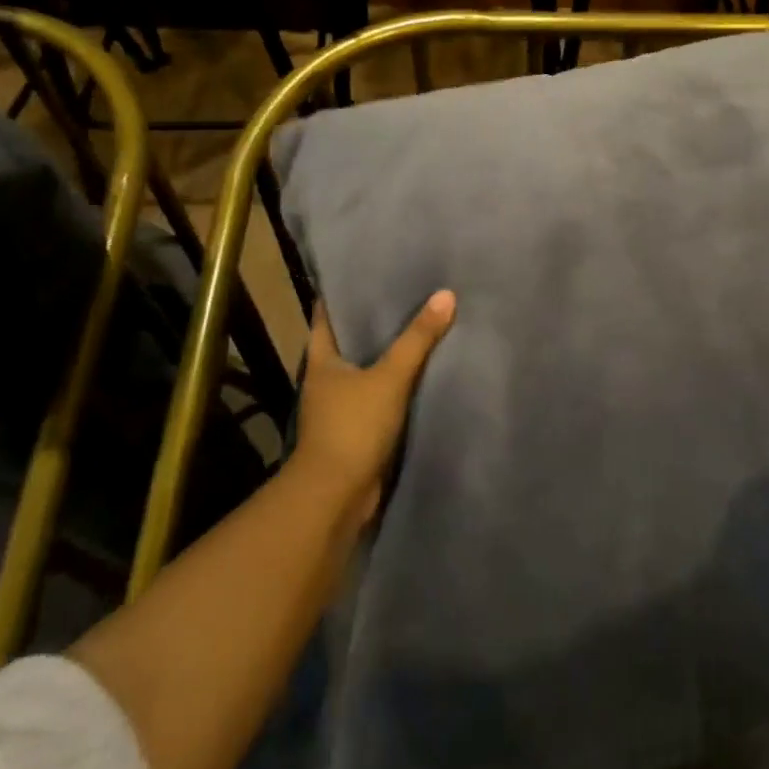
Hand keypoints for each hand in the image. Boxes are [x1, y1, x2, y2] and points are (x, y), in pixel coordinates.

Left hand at [293, 291, 454, 523]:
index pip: (327, 315)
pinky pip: (381, 393)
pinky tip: (424, 370)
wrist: (336, 496)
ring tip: (422, 323)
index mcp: (322, 360)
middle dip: (375, 319)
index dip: (343, 292)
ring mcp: (341, 405)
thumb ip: (417, 339)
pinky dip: (398, 381)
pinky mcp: (358, 427)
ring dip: (389, 351)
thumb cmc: (352, 427)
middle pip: (350, 339)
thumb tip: (446, 295)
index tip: (368, 271)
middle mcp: (327, 378)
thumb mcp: (389, 377)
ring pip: (367, 367)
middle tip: (409, 291)